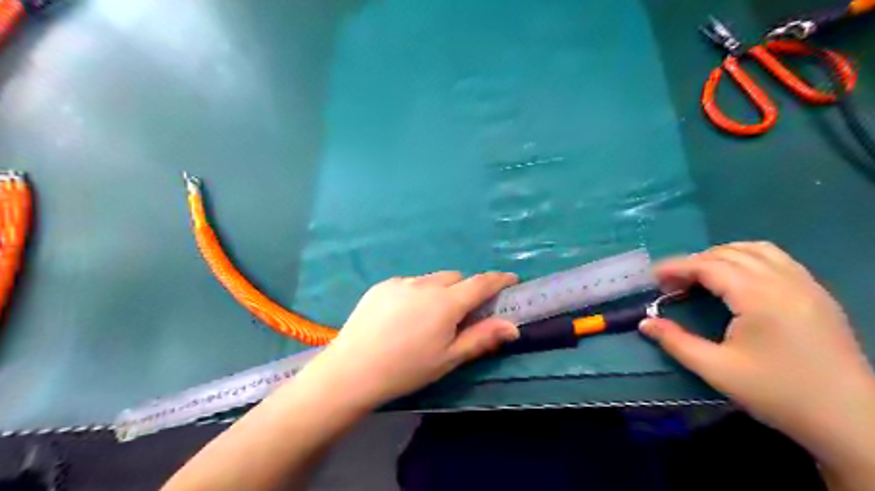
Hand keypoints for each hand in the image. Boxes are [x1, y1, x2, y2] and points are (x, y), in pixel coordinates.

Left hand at [302, 272, 517, 410]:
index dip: (499, 280)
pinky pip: (409, 283)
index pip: (481, 283)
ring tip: (426, 319)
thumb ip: (481, 338)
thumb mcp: (448, 358)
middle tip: (459, 315)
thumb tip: (512, 327)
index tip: (511, 279)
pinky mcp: (381, 285)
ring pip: (432, 280)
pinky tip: (402, 317)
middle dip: (465, 291)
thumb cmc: (406, 369)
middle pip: (455, 278)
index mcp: (446, 302)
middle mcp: (425, 284)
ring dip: (439, 292)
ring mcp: (401, 282)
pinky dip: (416, 294)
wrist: (352, 370)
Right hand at [641, 242, 874, 451]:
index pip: (709, 266)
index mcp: (759, 297)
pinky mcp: (818, 294)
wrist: (851, 421)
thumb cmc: (778, 393)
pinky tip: (739, 280)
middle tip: (673, 282)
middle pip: (730, 253)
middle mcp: (784, 281)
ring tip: (702, 276)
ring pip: (757, 250)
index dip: (677, 267)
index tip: (653, 276)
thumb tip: (645, 323)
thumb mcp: (717, 370)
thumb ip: (676, 342)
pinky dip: (749, 259)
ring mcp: (806, 285)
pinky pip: (778, 260)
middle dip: (695, 261)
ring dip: (723, 256)